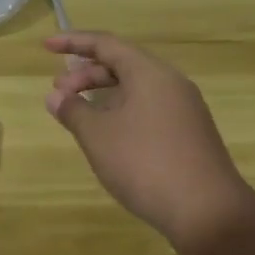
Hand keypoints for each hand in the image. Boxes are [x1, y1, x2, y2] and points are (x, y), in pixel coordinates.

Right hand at [45, 31, 254, 254]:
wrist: (208, 212)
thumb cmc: (145, 164)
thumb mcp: (98, 136)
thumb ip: (73, 111)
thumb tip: (55, 96)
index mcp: (149, 73)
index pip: (106, 44)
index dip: (73, 42)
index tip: (46, 46)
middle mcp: (171, 82)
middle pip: (122, 64)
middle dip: (86, 73)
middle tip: (59, 93)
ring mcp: (184, 108)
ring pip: (136, 88)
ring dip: (104, 94)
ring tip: (79, 113)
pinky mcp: (189, 133)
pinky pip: (149, 107)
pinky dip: (122, 110)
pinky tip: (109, 134)